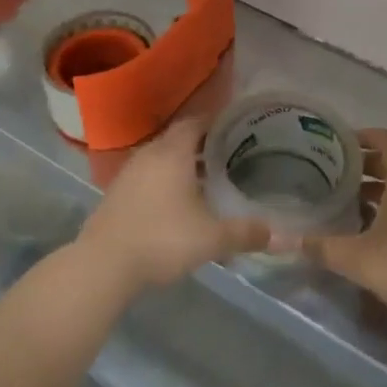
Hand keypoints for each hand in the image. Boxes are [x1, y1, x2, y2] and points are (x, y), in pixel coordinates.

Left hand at [75, 117, 272, 294]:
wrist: (103, 265)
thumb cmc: (162, 239)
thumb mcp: (211, 238)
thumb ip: (246, 233)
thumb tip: (283, 236)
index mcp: (172, 152)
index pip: (196, 121)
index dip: (216, 121)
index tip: (237, 128)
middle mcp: (149, 153)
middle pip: (179, 138)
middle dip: (203, 143)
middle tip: (230, 153)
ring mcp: (129, 173)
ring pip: (161, 157)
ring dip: (182, 163)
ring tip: (208, 178)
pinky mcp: (117, 193)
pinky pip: (148, 175)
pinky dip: (165, 180)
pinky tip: (178, 202)